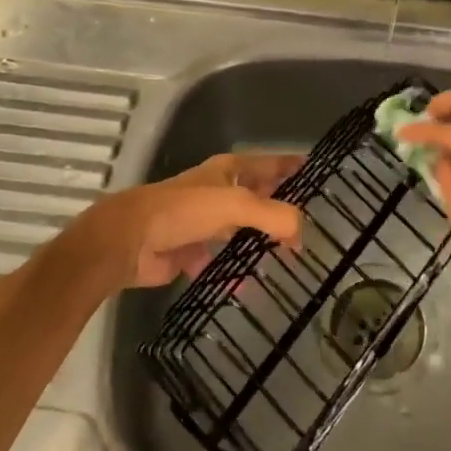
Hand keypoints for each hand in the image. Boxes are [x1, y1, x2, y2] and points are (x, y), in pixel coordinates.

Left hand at [71, 153, 303, 290]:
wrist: (129, 241)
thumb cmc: (184, 211)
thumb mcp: (235, 205)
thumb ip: (273, 215)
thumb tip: (302, 233)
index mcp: (229, 171)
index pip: (270, 164)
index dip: (293, 166)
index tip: (321, 173)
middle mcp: (219, 192)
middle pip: (258, 199)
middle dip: (282, 212)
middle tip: (313, 229)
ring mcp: (204, 222)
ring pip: (241, 232)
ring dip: (259, 244)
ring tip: (290, 261)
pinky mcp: (191, 251)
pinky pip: (221, 263)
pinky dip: (233, 274)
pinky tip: (249, 287)